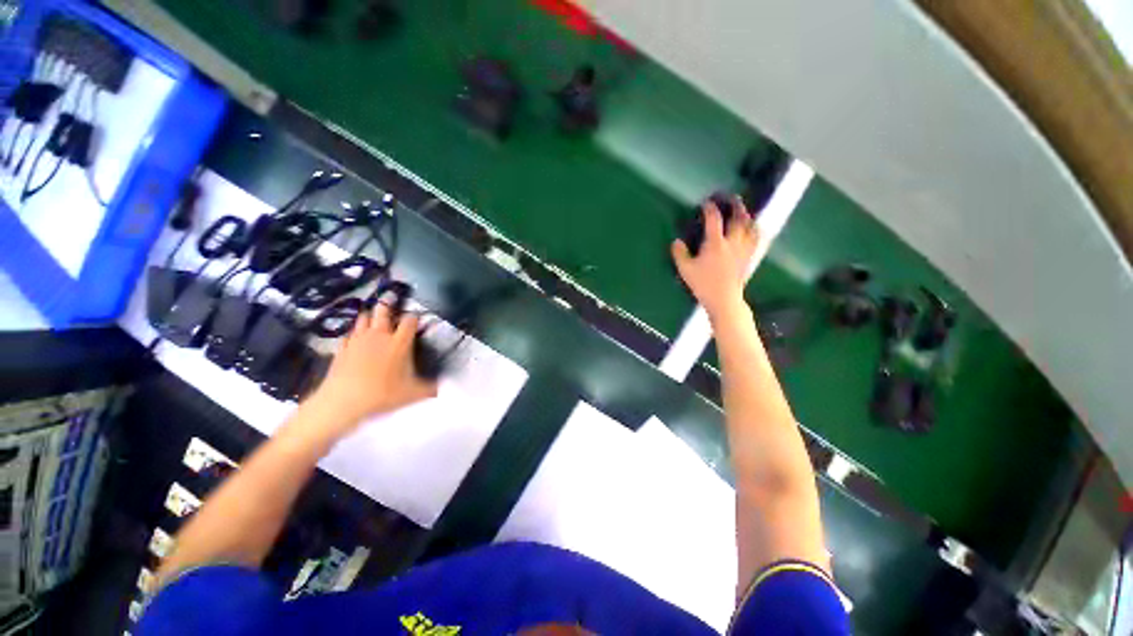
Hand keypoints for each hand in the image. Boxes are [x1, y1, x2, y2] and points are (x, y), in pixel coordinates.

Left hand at [307, 304, 437, 431]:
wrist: (343, 401)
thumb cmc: (383, 393)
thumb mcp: (413, 393)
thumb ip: (430, 388)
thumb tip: (442, 387)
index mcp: (399, 342)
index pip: (410, 320)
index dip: (414, 317)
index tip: (417, 318)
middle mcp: (379, 335)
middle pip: (383, 311)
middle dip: (388, 304)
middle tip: (391, 299)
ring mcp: (358, 340)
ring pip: (363, 318)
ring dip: (369, 315)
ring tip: (373, 315)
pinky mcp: (342, 348)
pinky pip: (349, 333)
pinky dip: (354, 332)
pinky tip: (355, 336)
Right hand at [672, 196, 759, 317]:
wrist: (724, 299)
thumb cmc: (703, 284)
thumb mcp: (685, 270)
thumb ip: (679, 254)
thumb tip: (676, 242)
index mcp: (715, 243)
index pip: (714, 219)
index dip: (710, 208)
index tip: (706, 203)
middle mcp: (732, 242)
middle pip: (738, 217)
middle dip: (735, 205)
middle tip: (731, 198)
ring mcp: (743, 249)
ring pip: (750, 226)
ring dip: (746, 215)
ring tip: (742, 210)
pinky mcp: (749, 256)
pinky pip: (756, 238)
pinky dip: (755, 230)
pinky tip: (754, 228)